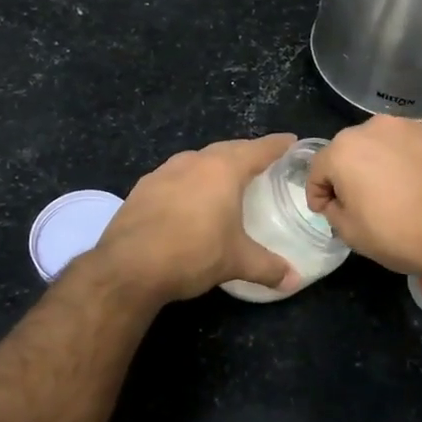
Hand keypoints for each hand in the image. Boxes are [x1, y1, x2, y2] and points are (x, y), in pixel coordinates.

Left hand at [91, 134, 301, 303]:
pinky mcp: (142, 188)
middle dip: (246, 153)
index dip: (277, 145)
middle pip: (227, 149)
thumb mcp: (236, 261)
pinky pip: (174, 177)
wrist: (128, 267)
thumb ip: (268, 267)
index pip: (258, 149)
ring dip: (214, 165)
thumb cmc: (192, 254)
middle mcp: (193, 162)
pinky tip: (188, 200)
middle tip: (261, 162)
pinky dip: (188, 182)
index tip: (291, 141)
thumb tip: (294, 280)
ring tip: (225, 179)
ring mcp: (163, 172)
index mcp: (222, 170)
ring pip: (197, 160)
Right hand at [305, 117, 421, 277]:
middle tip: (359, 202)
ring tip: (391, 191)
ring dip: (378, 163)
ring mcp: (408, 127)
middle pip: (349, 151)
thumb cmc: (396, 233)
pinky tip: (417, 184)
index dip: (318, 193)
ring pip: (381, 145)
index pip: (318, 169)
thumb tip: (337, 200)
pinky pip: (409, 147)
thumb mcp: (349, 232)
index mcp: (343, 149)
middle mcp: (372, 127)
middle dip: (348, 174)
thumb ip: (333, 209)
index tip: (326, 211)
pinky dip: (406, 161)